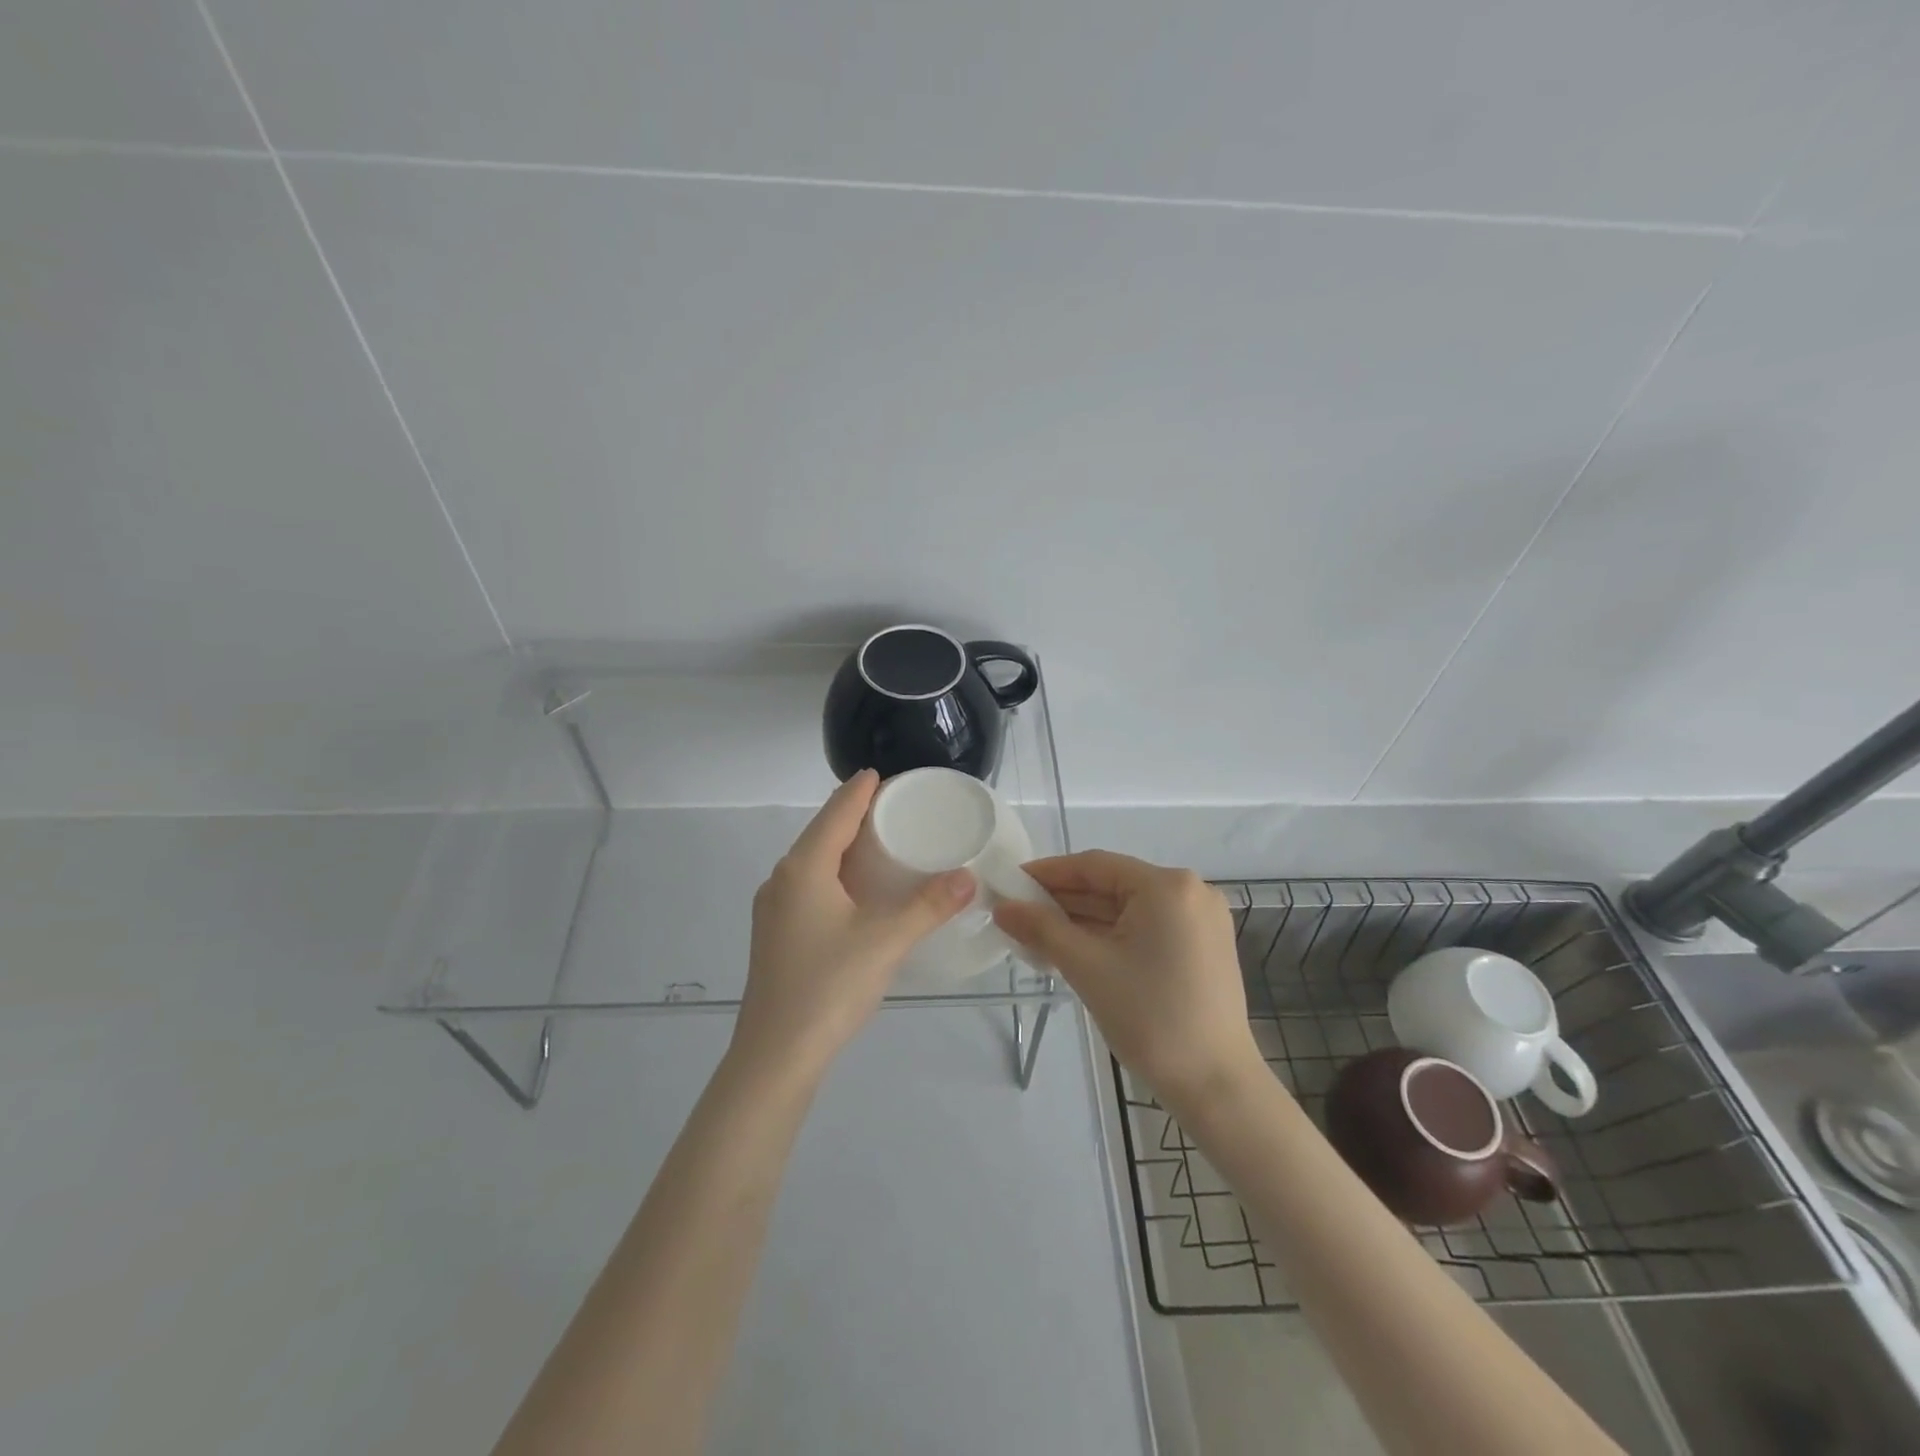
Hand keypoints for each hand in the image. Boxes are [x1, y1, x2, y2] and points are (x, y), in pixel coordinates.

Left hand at [732, 770, 976, 1079]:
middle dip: (855, 814)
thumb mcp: (886, 942)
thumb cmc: (828, 987)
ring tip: (882, 842)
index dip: (861, 790)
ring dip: (844, 845)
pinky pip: (809, 885)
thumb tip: (969, 877)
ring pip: (813, 861)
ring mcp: (774, 908)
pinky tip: (857, 890)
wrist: (775, 1056)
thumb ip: (929, 906)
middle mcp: (782, 879)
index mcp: (804, 868)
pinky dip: (835, 873)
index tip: (885, 774)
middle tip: (896, 807)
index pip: (837, 812)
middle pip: (822, 832)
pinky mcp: (776, 934)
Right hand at [994, 851, 1264, 1110]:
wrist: (1215, 1085)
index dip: (1048, 873)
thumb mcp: (1087, 967)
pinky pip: (1146, 928)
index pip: (1095, 866)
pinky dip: (1111, 936)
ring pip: (1128, 909)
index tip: (1011, 883)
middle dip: (1063, 900)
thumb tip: (1003, 907)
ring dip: (1084, 920)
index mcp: (1167, 885)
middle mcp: (1190, 891)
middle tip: (1017, 912)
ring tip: (1037, 934)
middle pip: (1112, 885)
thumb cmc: (1150, 1018)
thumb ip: (1041, 928)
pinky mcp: (1203, 947)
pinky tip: (1076, 948)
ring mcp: (1201, 920)